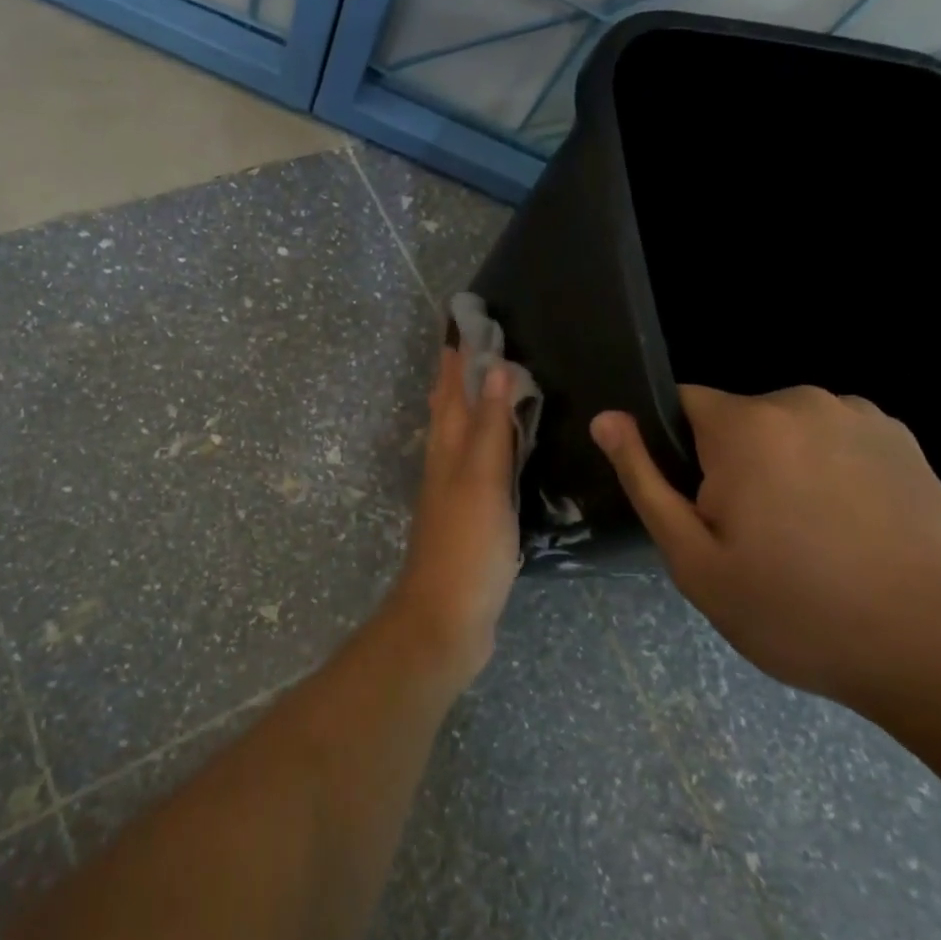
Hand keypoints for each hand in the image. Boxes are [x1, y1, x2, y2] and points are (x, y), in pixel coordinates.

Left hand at [390, 345, 521, 681]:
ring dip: (468, 408)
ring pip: (458, 437)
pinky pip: (476, 467)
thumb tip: (494, 367)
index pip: (451, 391)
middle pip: (448, 410)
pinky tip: (496, 453)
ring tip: (483, 386)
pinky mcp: (468, 520)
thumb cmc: (466, 545)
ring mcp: (454, 494)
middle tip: (470, 345)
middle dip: (456, 377)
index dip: (457, 359)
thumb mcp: (481, 480)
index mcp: (447, 450)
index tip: (464, 322)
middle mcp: (444, 465)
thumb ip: (488, 427)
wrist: (447, 617)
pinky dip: (484, 446)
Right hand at [590, 385, 940, 713]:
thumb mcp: (693, 558)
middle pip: (734, 420)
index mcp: (747, 425)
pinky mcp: (905, 441)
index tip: (699, 509)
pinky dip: (828, 471)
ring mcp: (862, 417)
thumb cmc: (796, 610)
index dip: (676, 453)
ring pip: (785, 431)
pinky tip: (850, 530)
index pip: (680, 404)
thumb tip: (606, 418)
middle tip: (750, 539)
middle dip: (728, 464)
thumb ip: (644, 479)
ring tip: (806, 539)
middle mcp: (804, 401)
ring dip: (779, 467)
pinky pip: (835, 440)